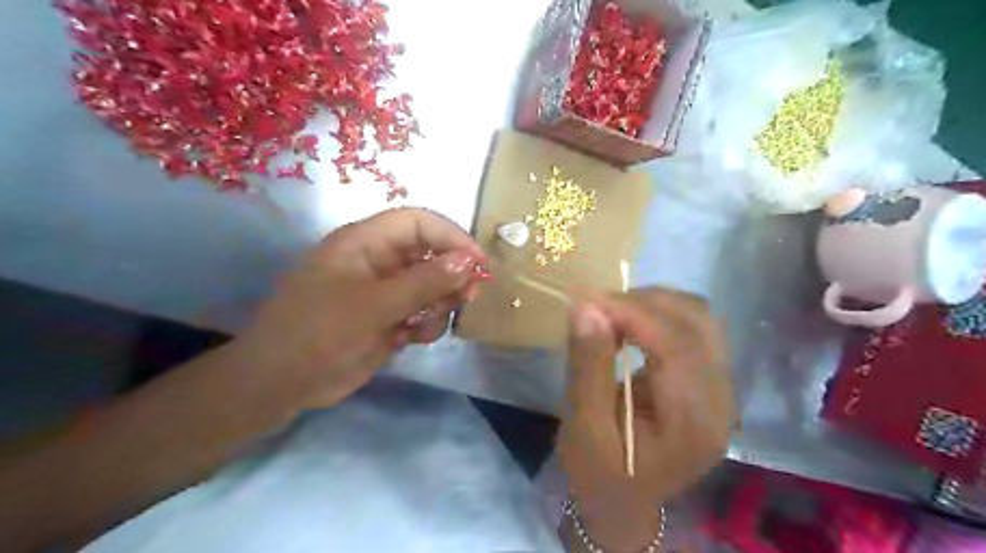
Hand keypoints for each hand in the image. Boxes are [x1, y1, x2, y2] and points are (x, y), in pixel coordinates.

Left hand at [224, 209, 484, 416]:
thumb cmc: (319, 332)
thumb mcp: (374, 305)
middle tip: (468, 297)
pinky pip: (423, 312)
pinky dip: (427, 324)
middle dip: (451, 274)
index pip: (418, 222)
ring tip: (427, 324)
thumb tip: (470, 261)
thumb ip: (424, 282)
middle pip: (430, 253)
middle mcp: (378, 261)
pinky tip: (413, 339)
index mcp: (365, 242)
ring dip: (440, 303)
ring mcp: (384, 292)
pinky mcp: (389, 318)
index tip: (478, 263)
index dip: (451, 236)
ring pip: (431, 285)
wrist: (281, 384)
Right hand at [558, 287, 725, 551]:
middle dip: (642, 302)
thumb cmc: (600, 475)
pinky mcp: (711, 379)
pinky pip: (692, 327)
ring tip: (610, 313)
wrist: (624, 503)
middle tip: (595, 306)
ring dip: (652, 304)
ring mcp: (722, 388)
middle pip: (696, 322)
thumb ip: (588, 367)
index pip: (677, 345)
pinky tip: (629, 324)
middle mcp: (722, 400)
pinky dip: (658, 314)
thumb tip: (585, 307)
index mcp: (694, 423)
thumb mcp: (584, 429)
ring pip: (698, 317)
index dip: (633, 312)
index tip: (586, 299)